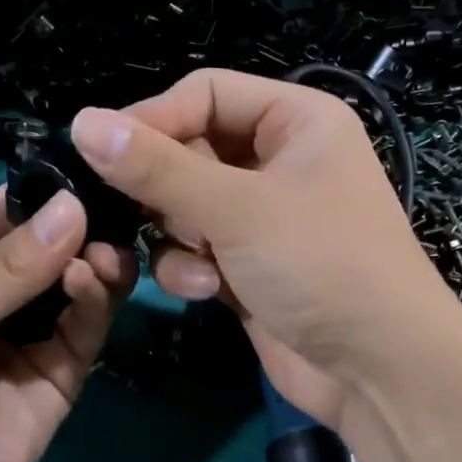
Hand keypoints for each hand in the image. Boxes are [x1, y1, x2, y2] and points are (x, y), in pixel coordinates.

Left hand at [0, 186, 135, 461]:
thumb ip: (10, 267)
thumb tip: (75, 206)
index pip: (4, 214)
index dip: (42, 190)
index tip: (90, 164)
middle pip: (51, 245)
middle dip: (80, 226)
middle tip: (113, 210)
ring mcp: (35, 333)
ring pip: (78, 281)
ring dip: (93, 260)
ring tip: (103, 252)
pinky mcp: (65, 370)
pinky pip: (88, 324)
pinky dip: (96, 299)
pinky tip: (89, 282)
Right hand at [69, 69, 457, 426]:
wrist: (379, 368)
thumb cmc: (321, 264)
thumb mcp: (238, 208)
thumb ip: (157, 167)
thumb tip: (81, 121)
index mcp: (297, 120)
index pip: (206, 92)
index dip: (154, 118)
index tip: (99, 150)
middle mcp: (282, 160)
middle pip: (192, 150)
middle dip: (167, 188)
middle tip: (144, 214)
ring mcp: (266, 216)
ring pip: (187, 204)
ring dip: (180, 234)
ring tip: (200, 260)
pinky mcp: (251, 265)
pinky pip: (198, 248)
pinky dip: (193, 267)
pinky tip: (210, 291)